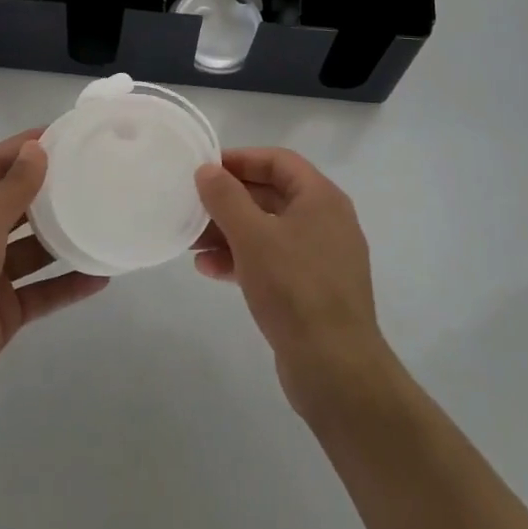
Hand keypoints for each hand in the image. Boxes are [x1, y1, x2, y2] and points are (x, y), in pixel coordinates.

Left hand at [0, 130, 107, 414]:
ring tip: (99, 222)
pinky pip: (43, 292)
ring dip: (62, 238)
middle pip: (15, 205)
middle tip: (87, 176)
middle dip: (46, 191)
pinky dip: (68, 285)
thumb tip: (37, 148)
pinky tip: (99, 277)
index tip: (60, 136)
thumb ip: (13, 188)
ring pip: (33, 250)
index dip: (21, 148)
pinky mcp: (5, 311)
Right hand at [194, 148, 394, 418]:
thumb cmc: (294, 288)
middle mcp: (326, 221)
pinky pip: (272, 261)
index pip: (278, 161)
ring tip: (191, 241)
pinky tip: (209, 270)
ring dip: (229, 232)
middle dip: (229, 200)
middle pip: (271, 195)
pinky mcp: (312, 290)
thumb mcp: (252, 236)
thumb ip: (226, 197)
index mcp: (321, 198)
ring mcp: (321, 258)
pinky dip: (242, 259)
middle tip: (192, 205)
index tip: (205, 169)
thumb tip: (206, 170)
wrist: (336, 369)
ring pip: (268, 230)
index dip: (240, 159)